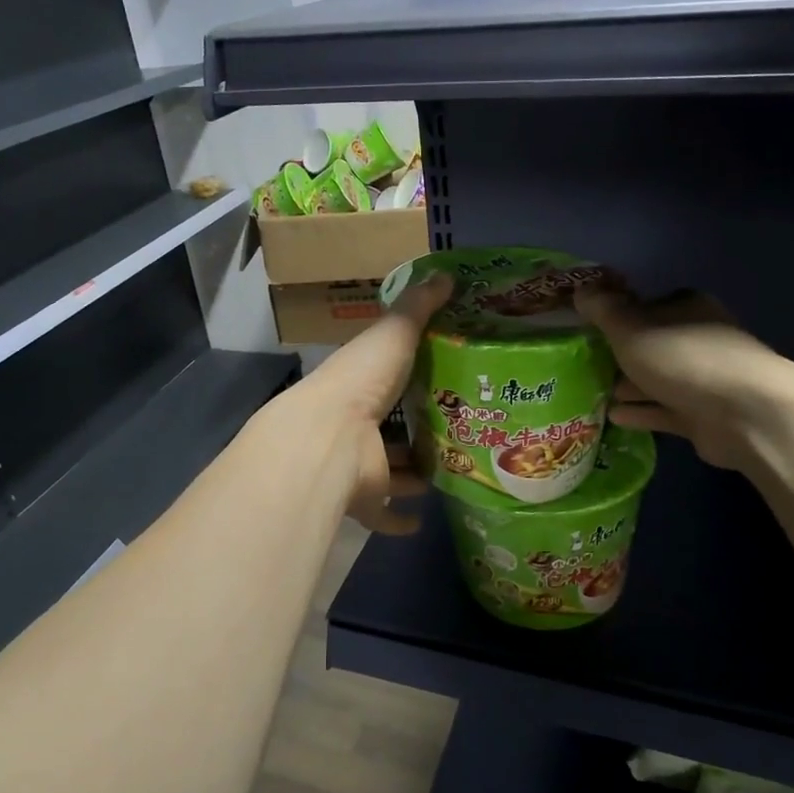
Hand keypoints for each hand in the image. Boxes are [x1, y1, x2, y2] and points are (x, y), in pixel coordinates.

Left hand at [279, 273, 450, 533]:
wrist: (329, 442)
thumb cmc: (361, 382)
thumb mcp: (393, 333)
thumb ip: (418, 307)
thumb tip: (446, 274)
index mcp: (360, 381)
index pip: (387, 375)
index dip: (413, 373)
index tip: (450, 373)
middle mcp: (357, 423)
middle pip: (392, 425)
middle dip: (419, 426)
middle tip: (464, 425)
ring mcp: (360, 464)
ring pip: (391, 469)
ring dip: (414, 471)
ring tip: (455, 467)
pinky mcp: (365, 499)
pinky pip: (382, 513)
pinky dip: (399, 518)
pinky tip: (421, 518)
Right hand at [575, 283, 793, 471]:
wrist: (744, 413)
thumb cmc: (681, 358)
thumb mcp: (630, 327)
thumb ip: (603, 310)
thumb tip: (580, 288)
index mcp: (686, 308)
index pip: (645, 306)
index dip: (616, 317)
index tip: (587, 331)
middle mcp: (698, 339)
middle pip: (651, 344)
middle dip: (620, 355)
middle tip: (584, 364)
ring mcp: (704, 379)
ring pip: (657, 379)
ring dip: (629, 385)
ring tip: (592, 392)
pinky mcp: (705, 416)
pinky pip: (664, 410)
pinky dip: (641, 411)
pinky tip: (613, 416)